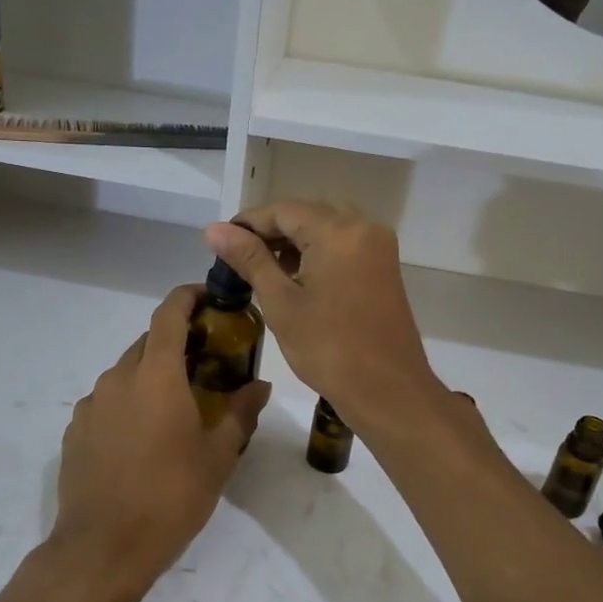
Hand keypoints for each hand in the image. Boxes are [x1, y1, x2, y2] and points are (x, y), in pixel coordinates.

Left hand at [51, 284, 270, 601]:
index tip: (208, 296)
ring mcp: (91, 404)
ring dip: (151, 376)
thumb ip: (239, 413)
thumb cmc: (170, 498)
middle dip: (176, 342)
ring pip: (126, 373)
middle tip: (205, 362)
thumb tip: (260, 386)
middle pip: (148, 342)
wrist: (103, 548)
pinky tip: (142, 438)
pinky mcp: (75, 430)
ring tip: (175, 407)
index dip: (188, 296)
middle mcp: (118, 379)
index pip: (169, 314)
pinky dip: (128, 404)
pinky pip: (107, 402)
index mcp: (156, 376)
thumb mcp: (218, 457)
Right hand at [205, 203, 444, 433]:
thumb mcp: (281, 302)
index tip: (219, 242)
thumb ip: (249, 259)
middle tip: (235, 259)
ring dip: (292, 245)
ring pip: (325, 231)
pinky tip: (293, 278)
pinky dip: (316, 256)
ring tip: (259, 270)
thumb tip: (214, 229)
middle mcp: (364, 228)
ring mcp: (378, 248)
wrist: (387, 391)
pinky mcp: (384, 268)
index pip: (283, 210)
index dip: (248, 223)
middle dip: (270, 234)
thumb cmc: (329, 348)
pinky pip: (343, 248)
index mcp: (339, 231)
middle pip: (306, 216)